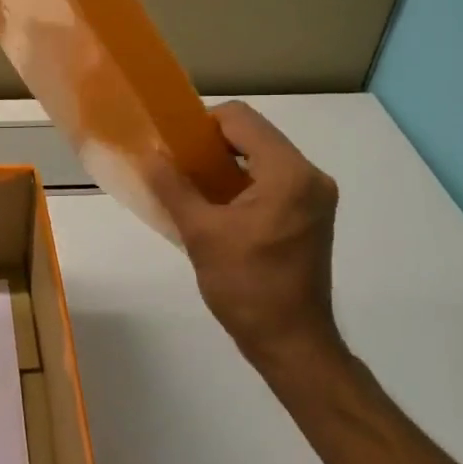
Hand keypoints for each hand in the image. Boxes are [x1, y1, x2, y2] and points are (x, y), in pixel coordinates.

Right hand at [147, 101, 344, 380]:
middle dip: (212, 146)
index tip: (174, 149)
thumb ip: (172, 186)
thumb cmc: (246, 287)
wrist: (291, 343)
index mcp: (289, 173)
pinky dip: (243, 184)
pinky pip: (272, 180)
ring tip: (192, 187)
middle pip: (253, 135)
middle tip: (178, 168)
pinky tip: (217, 206)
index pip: (240, 119)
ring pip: (262, 158)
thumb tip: (147, 154)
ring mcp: (315, 196)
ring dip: (226, 165)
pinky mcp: (312, 214)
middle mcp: (310, 176)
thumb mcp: (200, 233)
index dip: (201, 125)